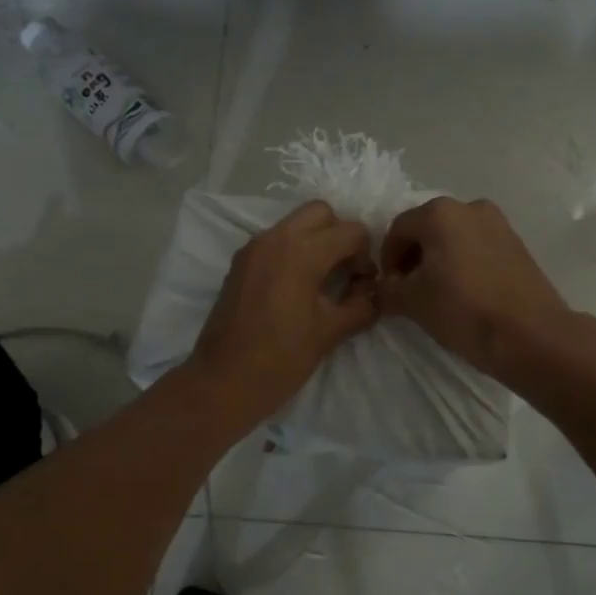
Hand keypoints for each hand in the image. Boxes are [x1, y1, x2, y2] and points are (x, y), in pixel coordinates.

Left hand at [187, 200, 376, 427]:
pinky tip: (296, 288)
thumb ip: (360, 305)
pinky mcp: (240, 263)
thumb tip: (372, 293)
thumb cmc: (281, 358)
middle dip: (339, 235)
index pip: (350, 231)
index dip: (365, 255)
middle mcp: (275, 238)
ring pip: (295, 224)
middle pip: (321, 212)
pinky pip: (275, 241)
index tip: (362, 285)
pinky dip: (292, 251)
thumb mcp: (330, 332)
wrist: (223, 382)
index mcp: (301, 251)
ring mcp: (253, 248)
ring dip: (315, 241)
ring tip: (321, 281)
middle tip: (344, 272)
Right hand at [378, 197, 571, 385]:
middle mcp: (470, 207)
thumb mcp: (412, 302)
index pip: (397, 230)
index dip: (387, 260)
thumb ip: (387, 289)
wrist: (532, 336)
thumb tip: (383, 288)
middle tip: (409, 291)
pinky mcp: (517, 244)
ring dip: (439, 261)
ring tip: (437, 294)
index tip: (388, 288)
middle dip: (413, 258)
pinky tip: (464, 293)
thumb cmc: (464, 311)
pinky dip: (463, 264)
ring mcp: (498, 223)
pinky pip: (477, 247)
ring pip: (454, 238)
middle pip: (427, 229)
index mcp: (440, 213)